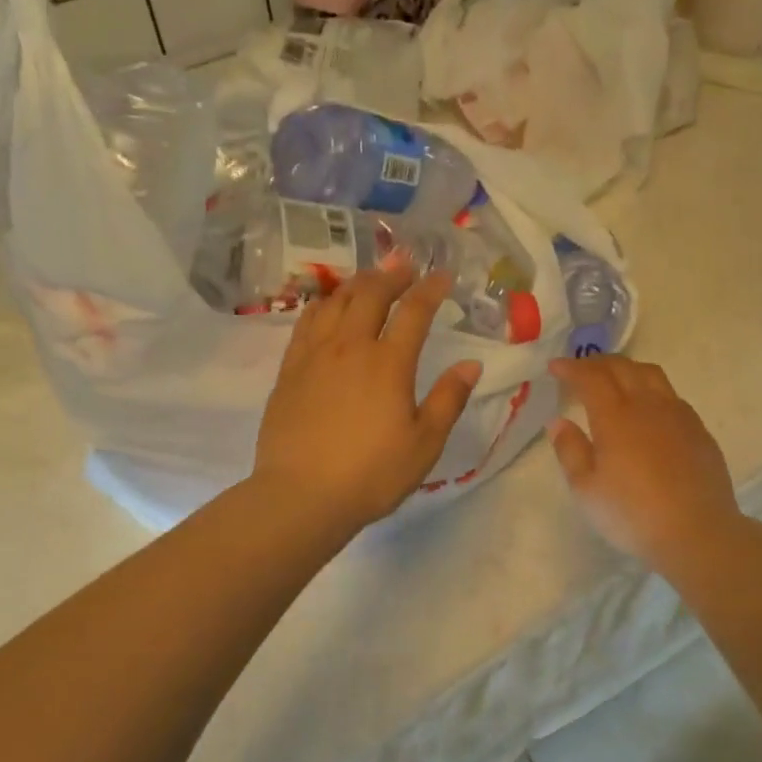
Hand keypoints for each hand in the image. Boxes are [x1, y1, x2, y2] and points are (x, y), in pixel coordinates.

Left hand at [253, 261, 480, 532]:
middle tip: (406, 265)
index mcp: (389, 363)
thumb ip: (448, 399)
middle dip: (392, 274)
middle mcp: (350, 347)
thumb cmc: (371, 473)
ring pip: (335, 301)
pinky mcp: (290, 369)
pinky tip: (327, 306)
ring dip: (356, 283)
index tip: (443, 275)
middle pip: (371, 294)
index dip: (431, 288)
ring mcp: (315, 355)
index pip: (414, 311)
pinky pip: (306, 322)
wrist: (301, 495)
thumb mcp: (424, 443)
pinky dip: (322, 304)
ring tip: (369, 279)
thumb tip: (470, 364)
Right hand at [548, 356, 743, 574]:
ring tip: (614, 378)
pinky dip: (650, 387)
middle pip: (621, 367)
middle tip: (579, 369)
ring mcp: (677, 414)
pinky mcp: (698, 429)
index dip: (570, 368)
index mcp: (615, 416)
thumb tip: (559, 422)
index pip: (590, 377)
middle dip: (596, 362)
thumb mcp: (586, 489)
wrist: (697, 533)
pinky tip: (648, 406)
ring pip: (650, 374)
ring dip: (626, 368)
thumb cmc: (632, 514)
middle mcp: (647, 405)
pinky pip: (671, 394)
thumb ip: (570, 450)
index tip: (554, 367)